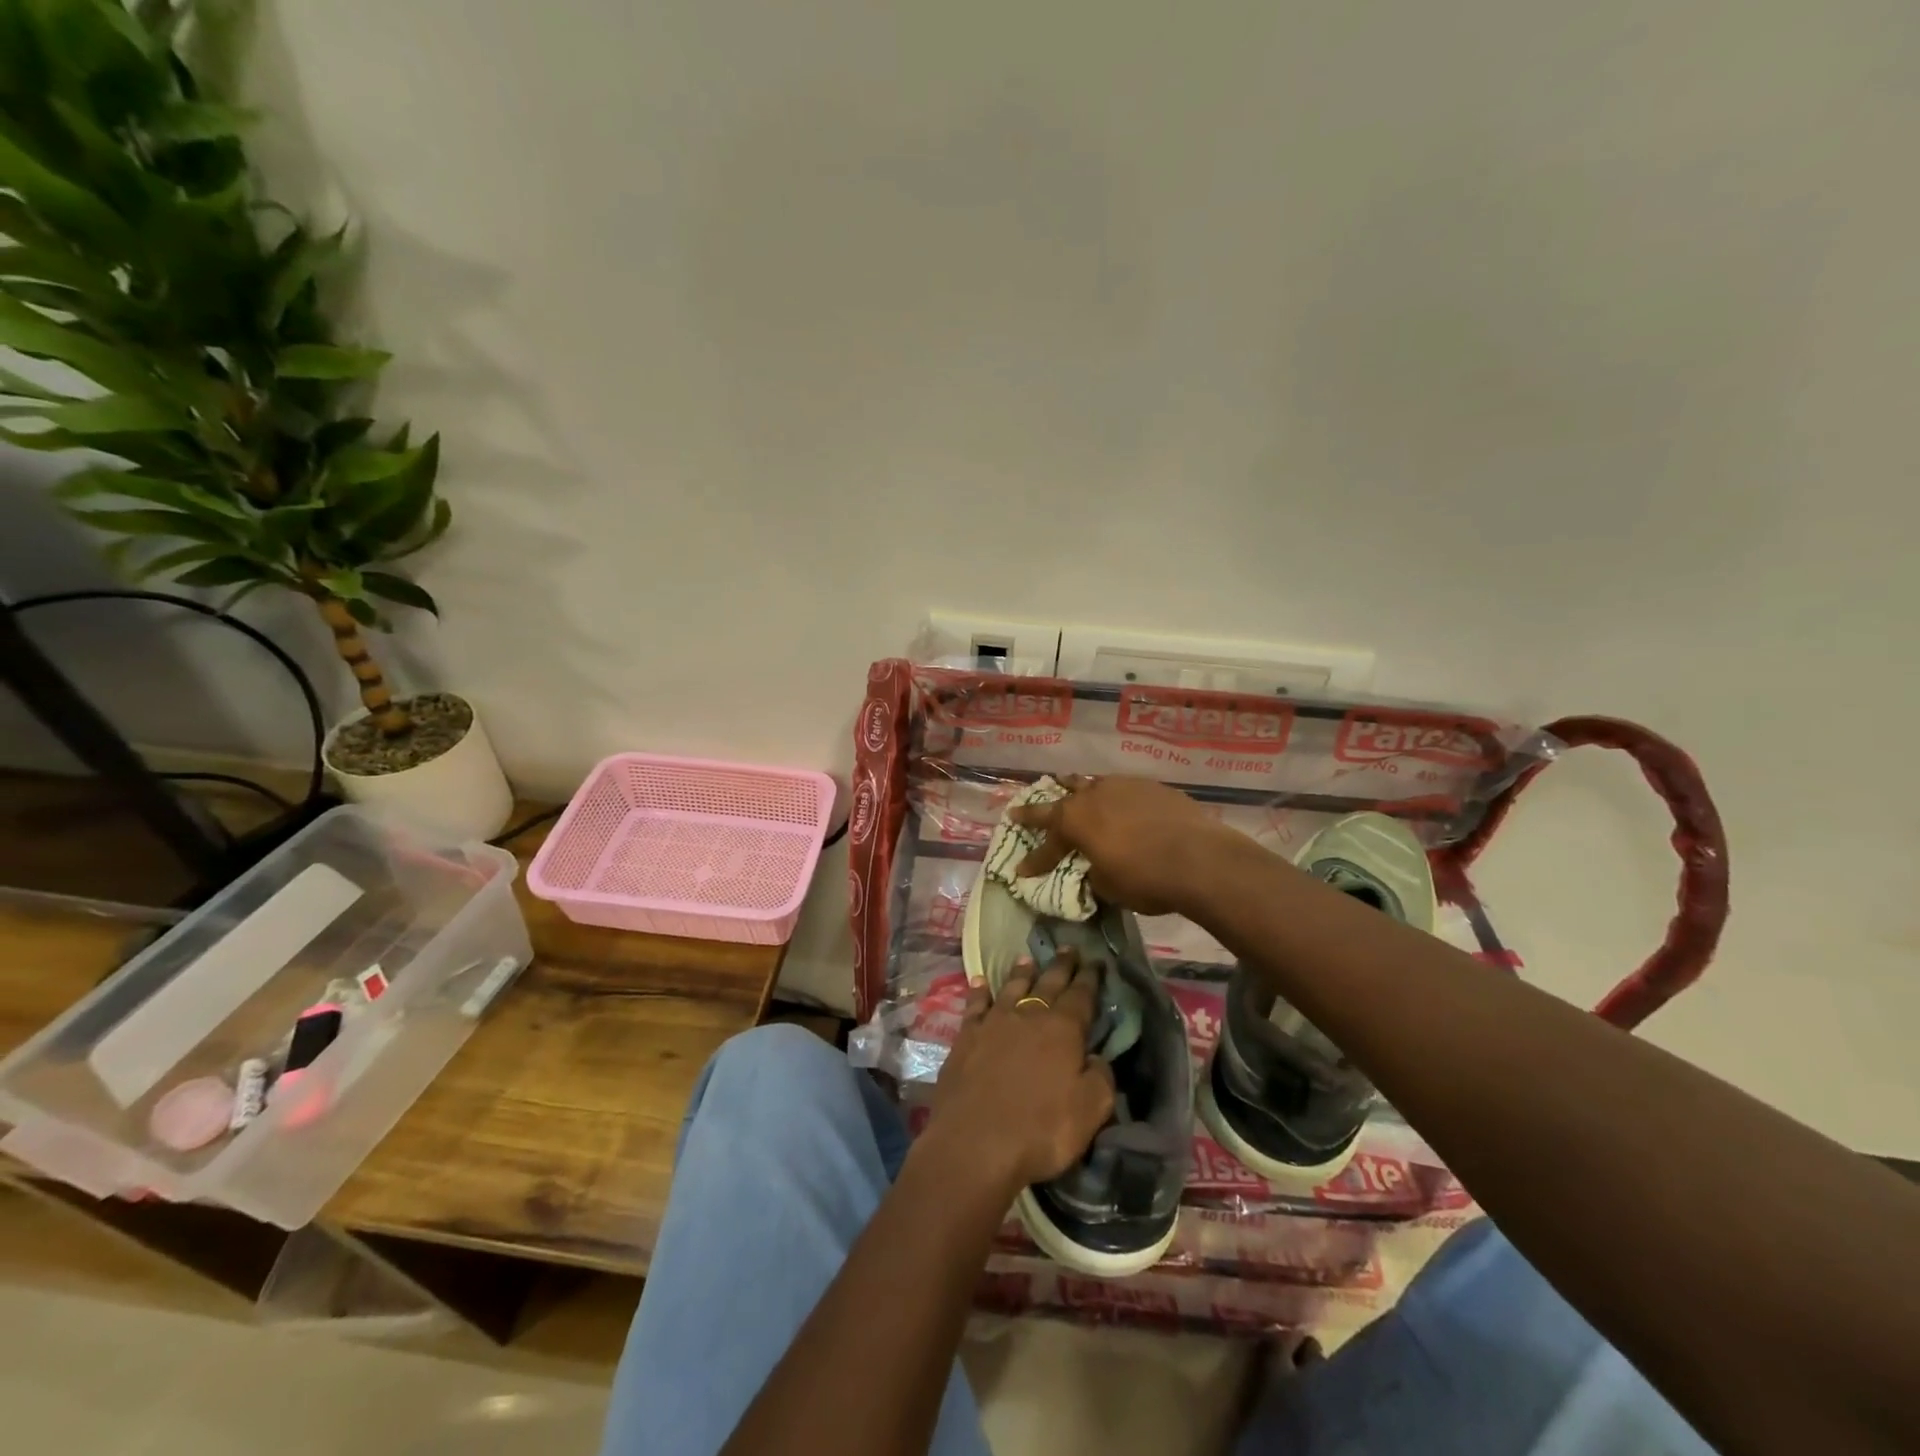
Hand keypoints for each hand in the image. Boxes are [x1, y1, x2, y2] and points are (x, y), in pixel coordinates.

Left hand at [927, 948, 1115, 1194]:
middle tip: (1068, 948)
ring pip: (1011, 988)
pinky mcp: (966, 1037)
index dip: (1090, 978)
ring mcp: (994, 1023)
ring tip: (1027, 958)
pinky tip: (978, 982)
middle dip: (1061, 965)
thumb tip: (1097, 1058)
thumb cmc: (1040, 1130)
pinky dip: (978, 991)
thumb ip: (1101, 1079)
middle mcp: (1028, 1016)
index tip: (1097, 961)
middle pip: (1048, 983)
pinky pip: (975, 1005)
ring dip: (1021, 972)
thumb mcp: (1090, 1111)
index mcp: (1063, 1030)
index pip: (1082, 995)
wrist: (975, 1143)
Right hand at [1012, 775, 1231, 915]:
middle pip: (1060, 799)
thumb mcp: (1108, 886)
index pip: (1046, 843)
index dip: (1033, 859)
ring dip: (1076, 790)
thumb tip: (1093, 867)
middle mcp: (1093, 795)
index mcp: (1074, 821)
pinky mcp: (1152, 786)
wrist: (1200, 859)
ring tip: (1067, 785)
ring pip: (1091, 784)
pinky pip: (1122, 788)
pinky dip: (1113, 797)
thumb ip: (1093, 872)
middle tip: (1021, 810)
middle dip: (1040, 808)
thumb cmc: (1145, 878)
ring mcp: (1123, 786)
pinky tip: (1119, 803)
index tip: (1020, 870)